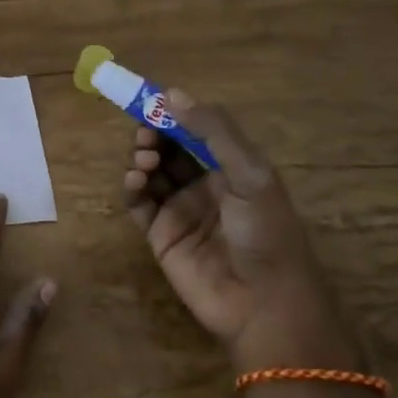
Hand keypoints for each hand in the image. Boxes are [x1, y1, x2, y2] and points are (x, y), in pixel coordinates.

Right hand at [123, 91, 348, 364]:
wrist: (263, 304)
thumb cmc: (266, 232)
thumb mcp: (250, 174)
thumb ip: (213, 131)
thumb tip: (171, 93)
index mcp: (231, 168)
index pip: (195, 131)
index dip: (172, 114)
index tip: (149, 100)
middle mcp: (203, 185)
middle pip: (168, 149)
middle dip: (153, 135)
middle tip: (146, 135)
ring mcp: (179, 210)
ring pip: (150, 173)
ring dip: (142, 159)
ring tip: (144, 161)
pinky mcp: (159, 235)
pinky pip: (138, 204)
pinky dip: (131, 188)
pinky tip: (135, 181)